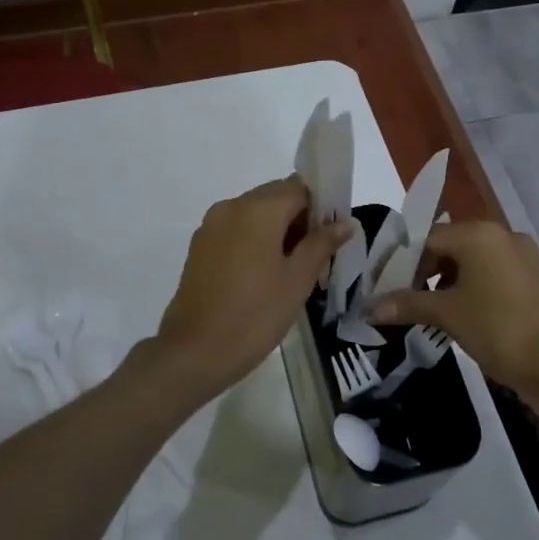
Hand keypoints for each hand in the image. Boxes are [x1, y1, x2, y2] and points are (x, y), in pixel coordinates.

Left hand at [153, 177, 349, 397]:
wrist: (194, 351)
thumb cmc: (255, 315)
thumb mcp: (297, 281)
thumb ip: (321, 245)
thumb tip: (344, 222)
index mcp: (258, 209)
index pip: (299, 187)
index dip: (320, 206)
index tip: (331, 236)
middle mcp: (231, 206)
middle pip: (274, 196)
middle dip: (298, 217)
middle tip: (315, 255)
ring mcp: (211, 225)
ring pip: (254, 213)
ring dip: (276, 229)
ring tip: (291, 268)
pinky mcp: (200, 245)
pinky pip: (236, 229)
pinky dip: (254, 239)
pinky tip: (263, 274)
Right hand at [369, 221, 538, 392]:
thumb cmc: (496, 328)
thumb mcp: (446, 314)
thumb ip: (407, 304)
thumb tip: (370, 308)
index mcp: (479, 234)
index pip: (428, 238)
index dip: (404, 262)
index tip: (389, 287)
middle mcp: (503, 235)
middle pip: (452, 246)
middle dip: (427, 272)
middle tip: (409, 300)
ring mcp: (524, 255)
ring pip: (475, 260)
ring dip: (451, 281)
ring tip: (435, 310)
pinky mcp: (536, 277)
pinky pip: (495, 273)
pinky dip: (476, 287)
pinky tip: (467, 314)